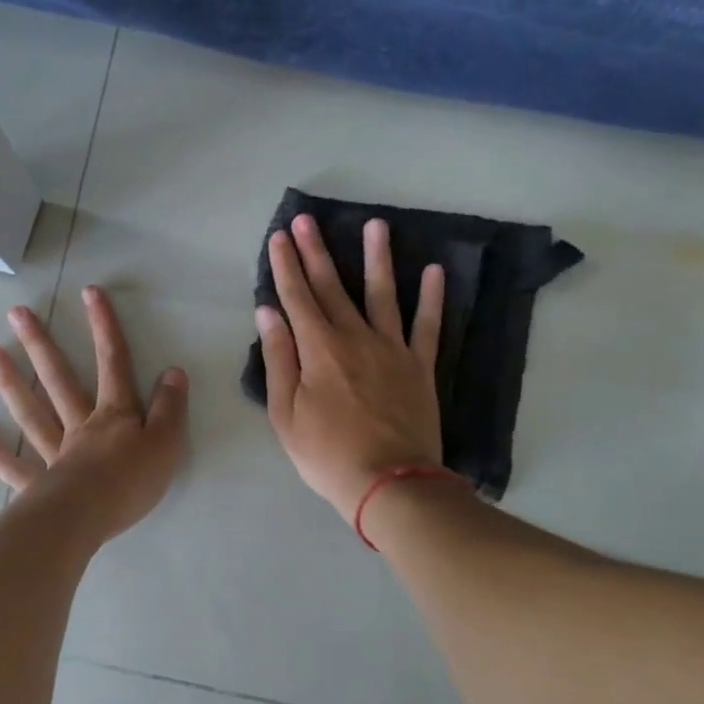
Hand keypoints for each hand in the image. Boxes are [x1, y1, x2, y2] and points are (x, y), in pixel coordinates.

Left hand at [0, 285, 188, 543]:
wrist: (88, 519)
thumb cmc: (131, 482)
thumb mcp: (166, 443)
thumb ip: (170, 408)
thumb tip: (173, 371)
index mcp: (114, 416)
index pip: (113, 363)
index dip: (105, 327)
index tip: (89, 292)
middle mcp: (80, 426)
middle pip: (60, 380)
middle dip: (42, 345)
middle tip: (16, 313)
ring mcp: (54, 454)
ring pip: (32, 413)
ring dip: (11, 383)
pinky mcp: (37, 485)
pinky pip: (12, 466)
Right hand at [258, 214, 445, 520]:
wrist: (389, 483)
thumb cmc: (327, 454)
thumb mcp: (286, 413)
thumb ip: (279, 359)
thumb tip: (269, 312)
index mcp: (319, 349)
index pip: (297, 297)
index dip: (286, 266)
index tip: (279, 237)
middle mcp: (355, 337)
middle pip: (332, 287)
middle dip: (316, 252)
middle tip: (307, 220)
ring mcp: (392, 348)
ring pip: (383, 294)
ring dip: (377, 258)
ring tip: (376, 225)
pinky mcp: (420, 366)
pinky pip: (427, 325)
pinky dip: (431, 297)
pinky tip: (434, 270)